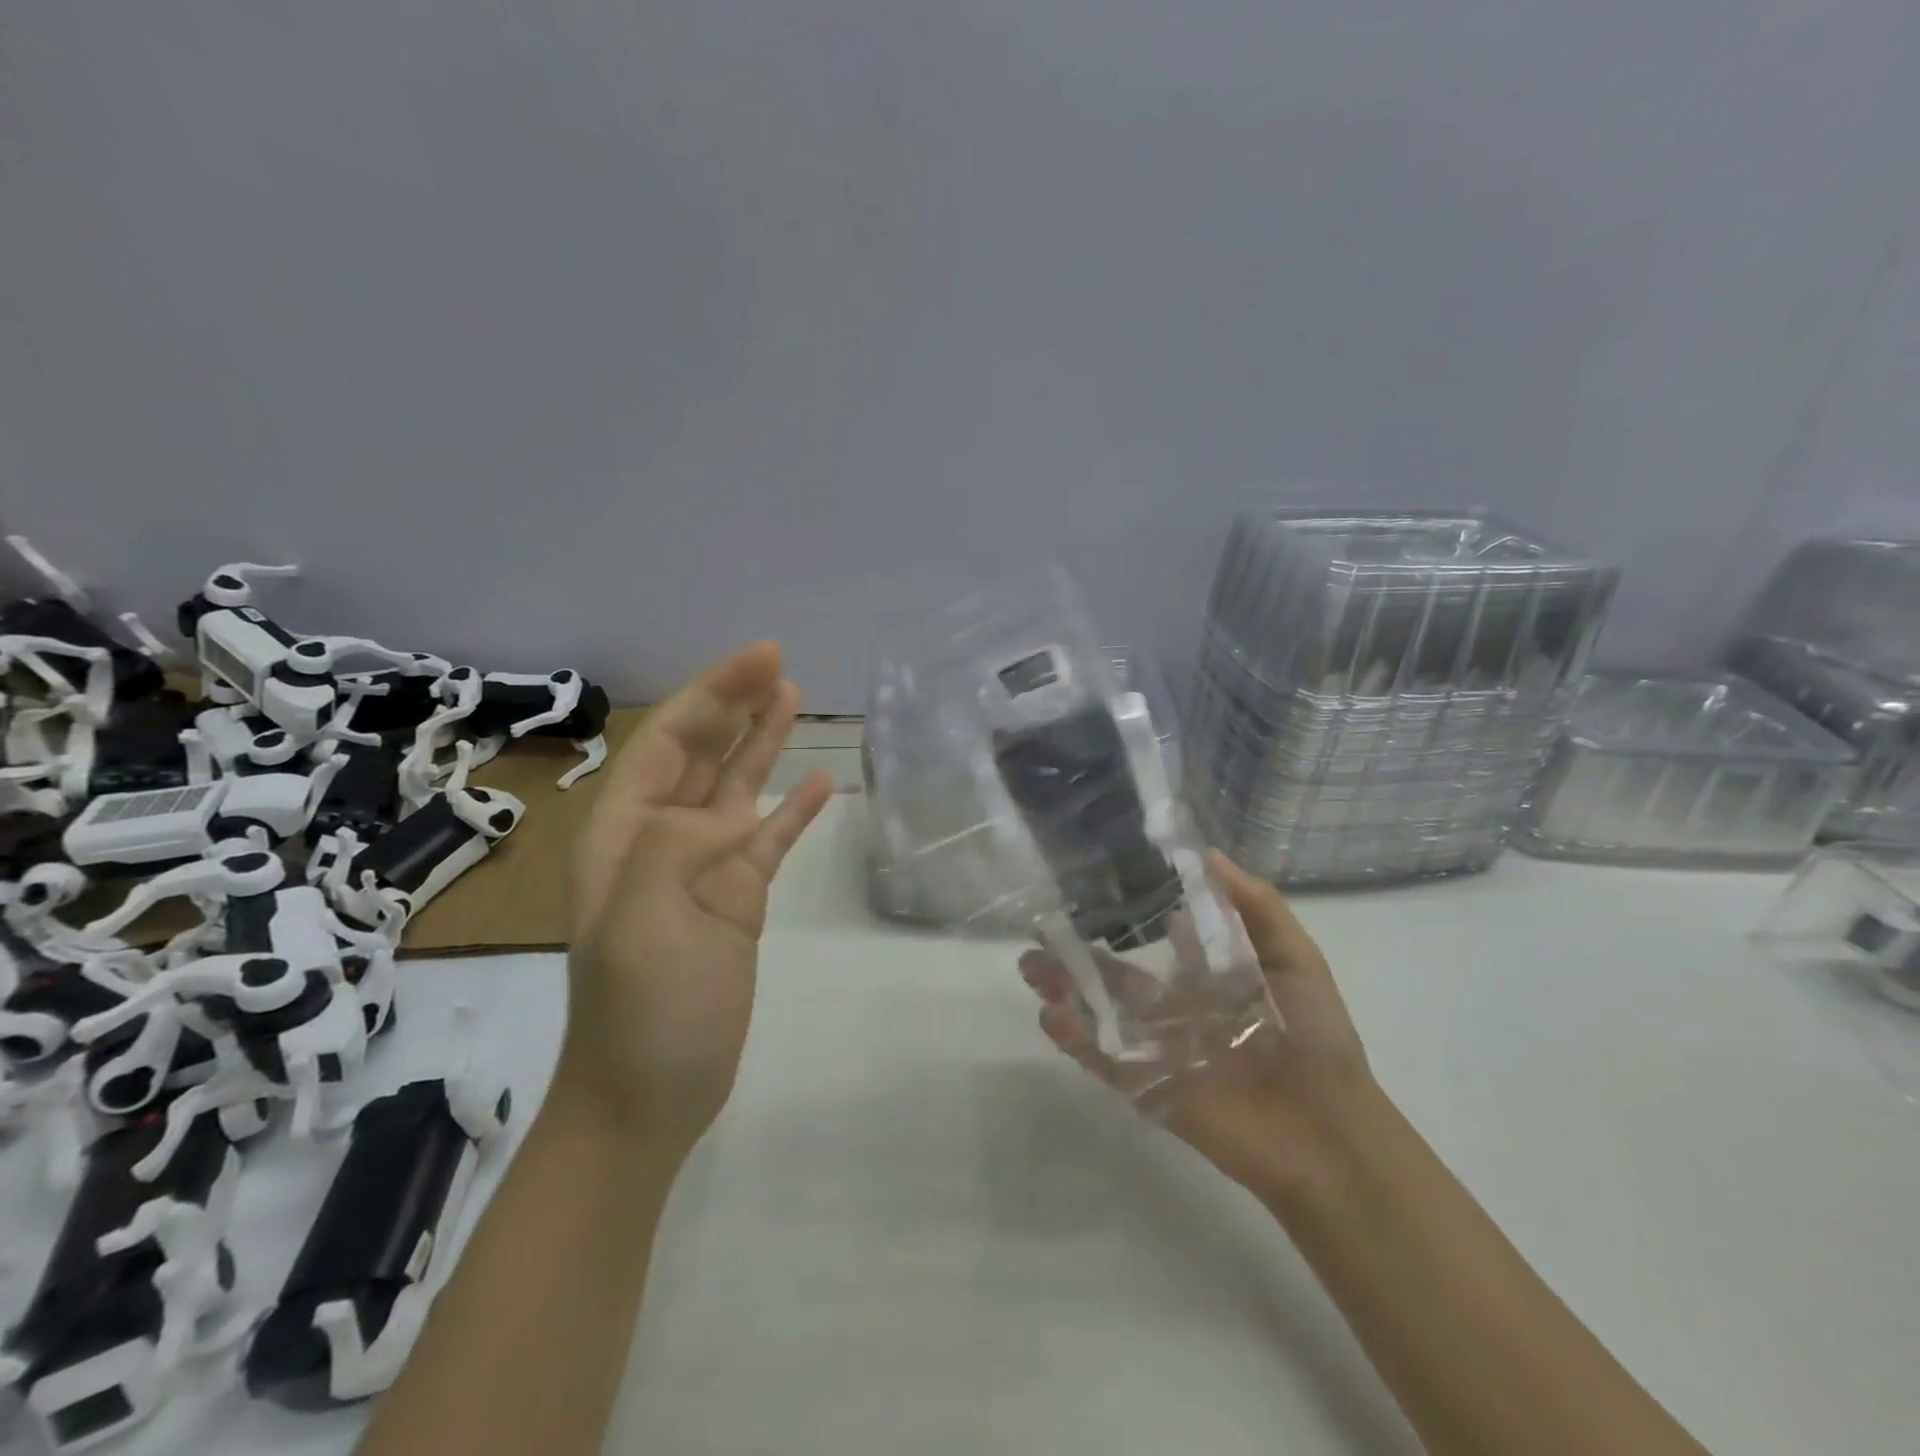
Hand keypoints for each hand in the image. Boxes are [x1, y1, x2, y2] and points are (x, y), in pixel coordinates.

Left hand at [558, 641, 832, 1158]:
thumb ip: (674, 849)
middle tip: (781, 664)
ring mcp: (706, 867)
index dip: (713, 694)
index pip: (670, 740)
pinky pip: (771, 839)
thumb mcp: (640, 923)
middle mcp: (664, 837)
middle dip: (736, 704)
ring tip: (795, 697)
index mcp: (626, 831)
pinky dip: (794, 810)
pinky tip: (821, 783)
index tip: (761, 659)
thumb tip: (728, 817)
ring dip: (763, 742)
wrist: (650, 1093)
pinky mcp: (741, 897)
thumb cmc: (638, 1008)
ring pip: (738, 788)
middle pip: (703, 752)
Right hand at [1018, 853, 1378, 1205]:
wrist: (1329, 1134)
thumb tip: (1206, 853)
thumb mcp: (1295, 958)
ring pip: (1102, 1013)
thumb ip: (1255, 906)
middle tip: (1039, 929)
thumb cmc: (1316, 1038)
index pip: (1157, 941)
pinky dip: (1076, 1039)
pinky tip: (1049, 1015)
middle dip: (1078, 955)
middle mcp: (1176, 1010)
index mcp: (1207, 980)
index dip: (1124, 916)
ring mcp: (1159, 1050)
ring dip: (1065, 990)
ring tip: (1029, 967)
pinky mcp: (1151, 1089)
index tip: (1089, 885)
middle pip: (1116, 977)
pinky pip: (1105, 1060)